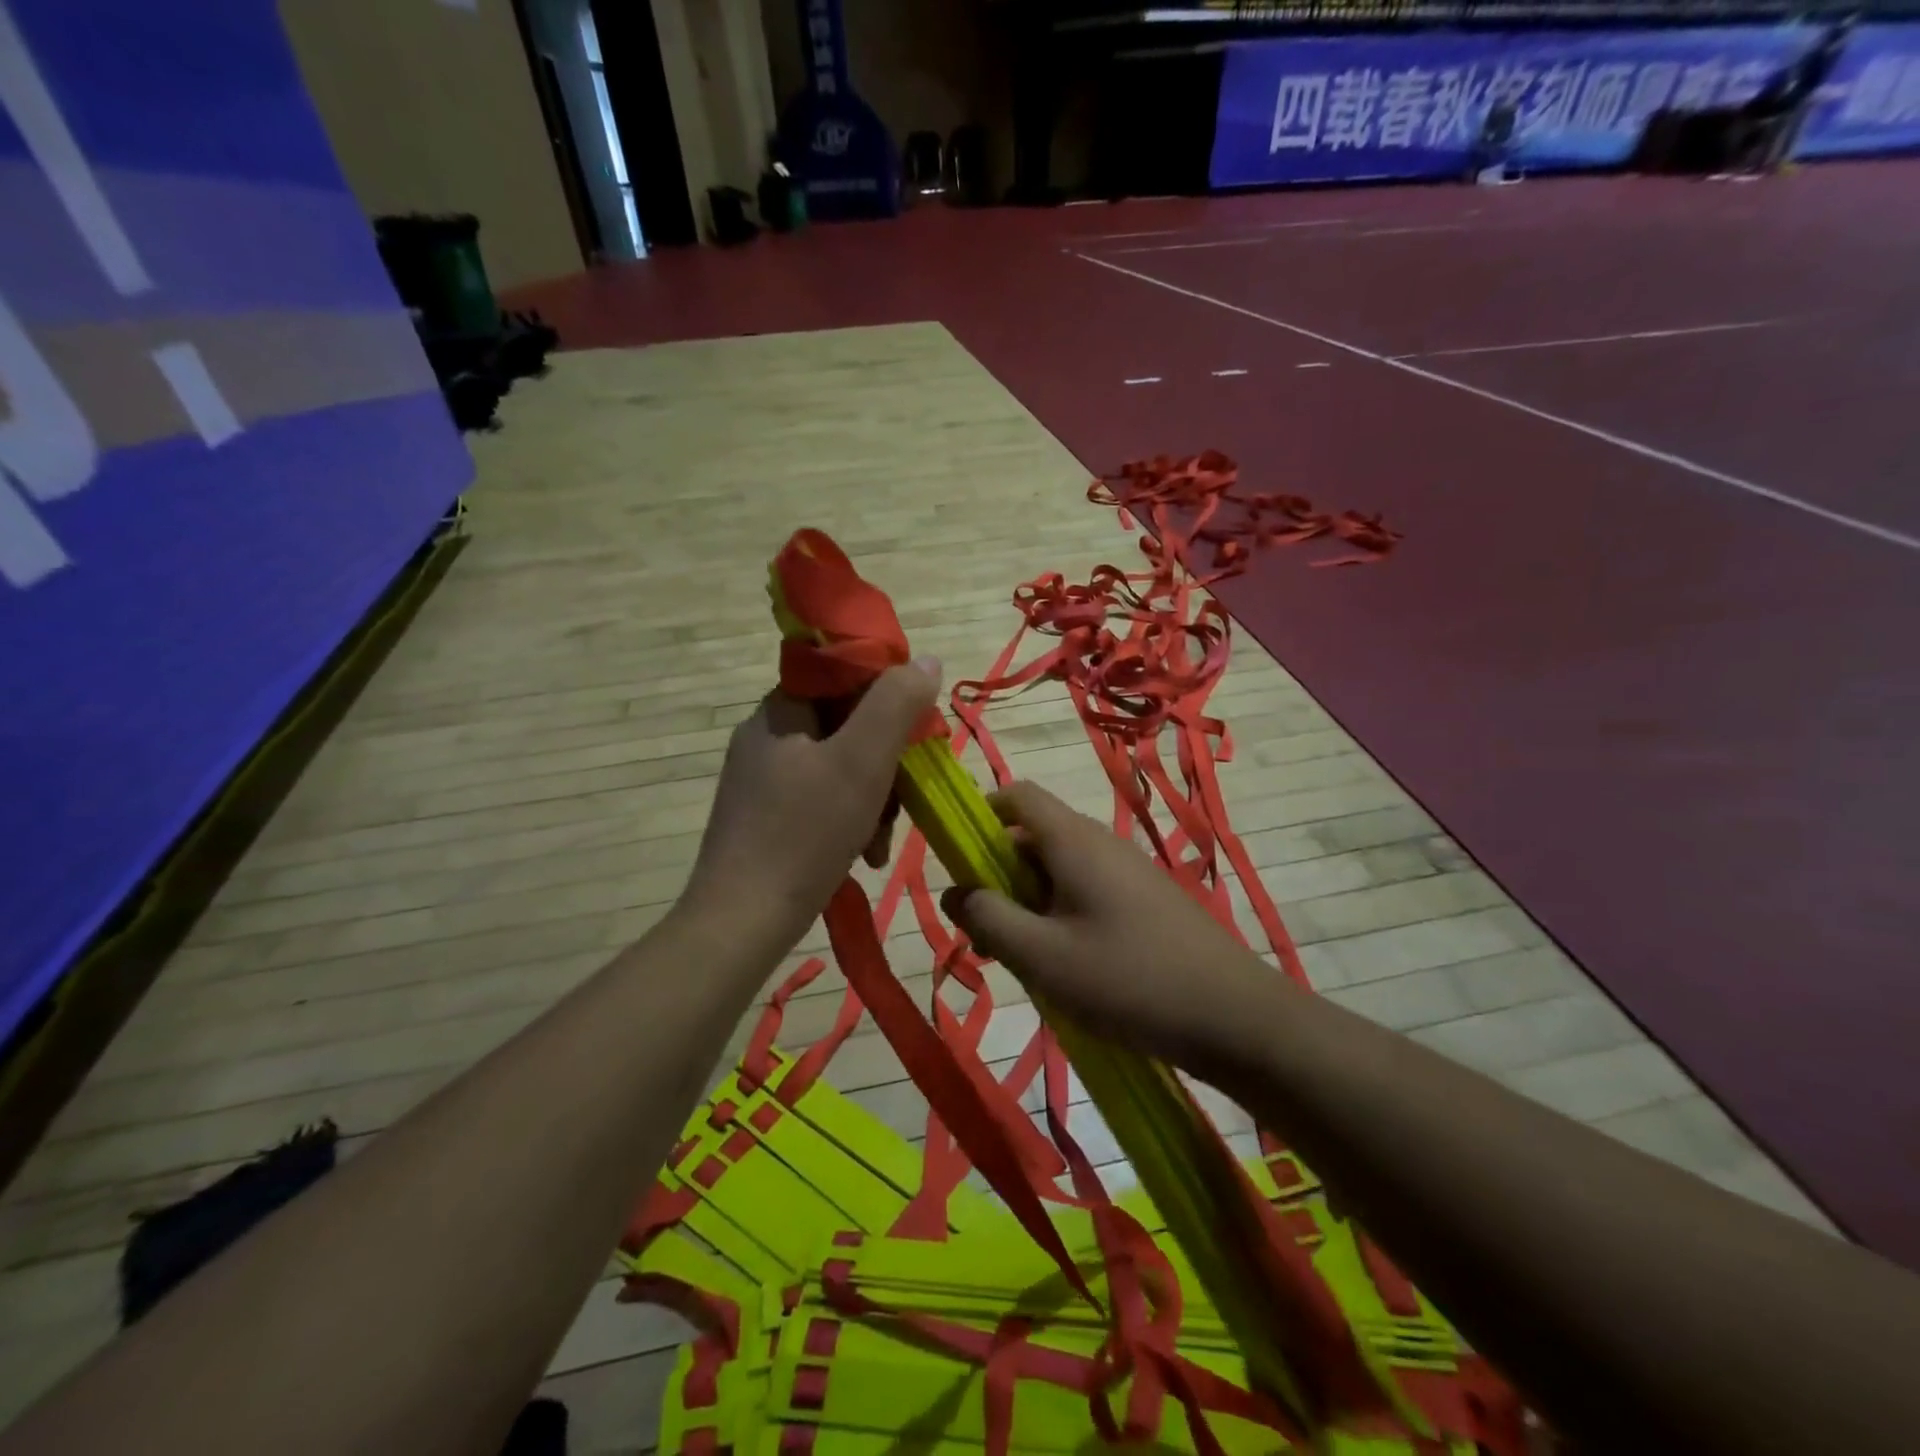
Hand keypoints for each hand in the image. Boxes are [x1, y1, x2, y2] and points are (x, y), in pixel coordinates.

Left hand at [682, 659, 940, 951]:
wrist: (741, 922)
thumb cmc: (804, 834)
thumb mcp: (861, 761)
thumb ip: (896, 704)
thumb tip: (927, 661)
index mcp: (780, 710)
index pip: (842, 675)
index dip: (886, 696)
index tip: (914, 732)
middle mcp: (766, 736)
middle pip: (846, 725)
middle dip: (884, 763)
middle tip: (900, 803)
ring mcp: (762, 780)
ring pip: (839, 767)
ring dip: (872, 799)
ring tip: (879, 844)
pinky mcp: (764, 817)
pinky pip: (821, 800)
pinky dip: (849, 821)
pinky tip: (862, 855)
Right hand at [942, 781, 1294, 1073]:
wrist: (1234, 1017)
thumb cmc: (1128, 979)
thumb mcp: (1042, 956)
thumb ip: (988, 919)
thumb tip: (952, 892)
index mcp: (1072, 840)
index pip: (1017, 795)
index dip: (981, 815)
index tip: (958, 861)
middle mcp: (1100, 842)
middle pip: (1034, 836)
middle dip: (999, 875)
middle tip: (985, 931)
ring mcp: (1128, 870)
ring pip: (1059, 869)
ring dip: (1029, 902)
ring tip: (1022, 958)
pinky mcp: (1146, 900)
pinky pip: (1087, 891)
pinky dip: (1061, 915)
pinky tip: (1066, 967)